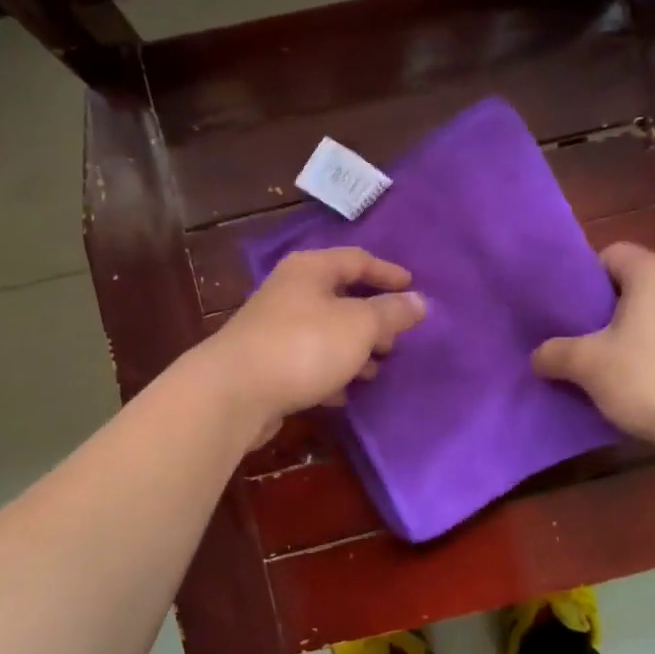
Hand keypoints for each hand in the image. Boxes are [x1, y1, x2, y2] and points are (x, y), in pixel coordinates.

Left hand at [200, 247, 426, 446]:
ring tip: (375, 371)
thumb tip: (420, 301)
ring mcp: (274, 328)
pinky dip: (329, 373)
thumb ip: (391, 312)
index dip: (388, 273)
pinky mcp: (266, 364)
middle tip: (396, 340)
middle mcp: (290, 292)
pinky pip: (308, 362)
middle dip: (372, 319)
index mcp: (310, 270)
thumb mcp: (359, 325)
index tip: (414, 289)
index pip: (357, 259)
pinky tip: (342, 393)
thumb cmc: (304, 346)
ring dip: (353, 350)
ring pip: (325, 333)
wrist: (235, 392)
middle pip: (340, 297)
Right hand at [532, 243, 654, 450]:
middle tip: (584, 339)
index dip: (586, 278)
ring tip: (616, 365)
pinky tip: (651, 383)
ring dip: (638, 333)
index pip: (612, 254)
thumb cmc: (648, 378)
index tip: (571, 310)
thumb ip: (555, 353)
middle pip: (637, 285)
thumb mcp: (587, 365)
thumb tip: (539, 356)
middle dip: (609, 310)